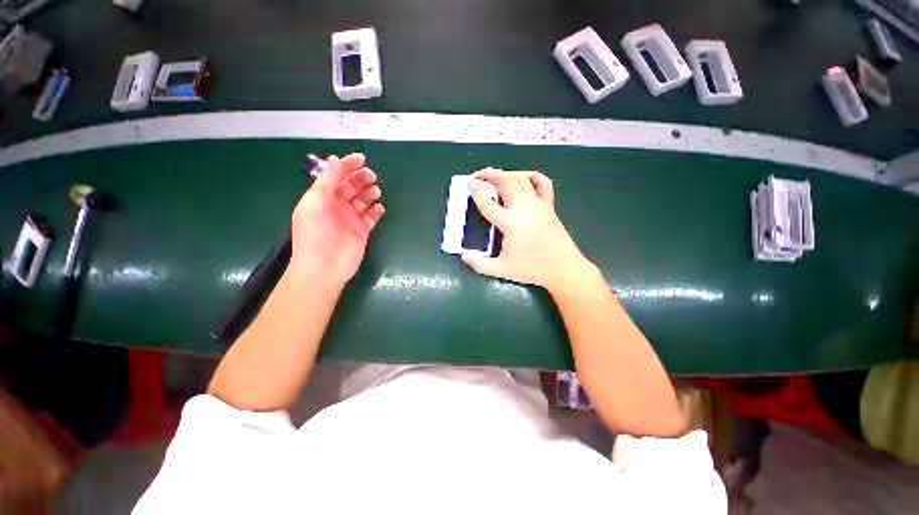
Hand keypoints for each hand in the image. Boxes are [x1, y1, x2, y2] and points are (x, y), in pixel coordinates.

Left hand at [290, 153, 384, 284]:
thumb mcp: (314, 204)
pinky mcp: (362, 231)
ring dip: (370, 193)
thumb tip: (335, 159)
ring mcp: (350, 219)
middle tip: (372, 176)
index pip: (335, 176)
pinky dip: (376, 211)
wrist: (323, 268)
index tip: (361, 159)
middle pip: (352, 187)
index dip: (347, 166)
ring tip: (376, 192)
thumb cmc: (315, 235)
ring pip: (363, 200)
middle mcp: (337, 206)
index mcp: (322, 198)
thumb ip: (325, 182)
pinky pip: (371, 217)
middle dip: (361, 178)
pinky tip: (379, 208)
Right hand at [462, 168, 594, 292]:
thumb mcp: (503, 270)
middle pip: (506, 182)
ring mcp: (539, 204)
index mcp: (511, 223)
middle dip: (490, 174)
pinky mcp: (549, 205)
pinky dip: (531, 175)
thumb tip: (465, 258)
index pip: (488, 203)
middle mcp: (524, 208)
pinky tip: (523, 177)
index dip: (477, 191)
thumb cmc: (532, 269)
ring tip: (496, 175)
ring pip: (521, 178)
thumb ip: (481, 265)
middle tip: (479, 175)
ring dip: (506, 173)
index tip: (469, 182)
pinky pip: (542, 183)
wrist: (563, 268)